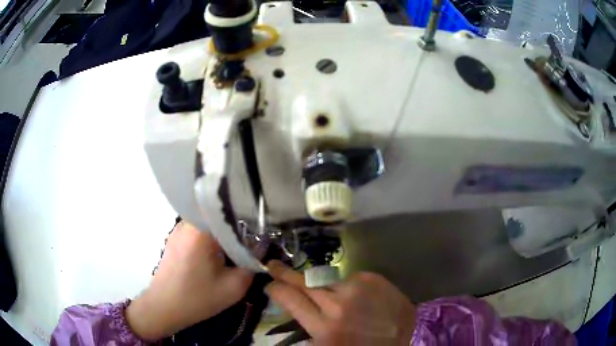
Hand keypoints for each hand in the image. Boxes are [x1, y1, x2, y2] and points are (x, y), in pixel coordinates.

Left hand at [126, 222, 253, 340]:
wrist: (164, 308)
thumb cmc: (197, 298)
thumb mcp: (234, 287)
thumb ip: (252, 265)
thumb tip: (261, 249)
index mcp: (200, 230)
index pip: (228, 206)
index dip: (248, 212)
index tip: (262, 223)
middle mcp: (187, 222)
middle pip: (218, 213)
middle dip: (237, 223)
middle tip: (254, 235)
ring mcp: (179, 229)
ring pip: (208, 222)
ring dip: (223, 231)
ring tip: (239, 243)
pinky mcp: (175, 239)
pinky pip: (199, 230)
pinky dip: (211, 237)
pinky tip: (219, 252)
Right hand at [266, 261, 415, 345]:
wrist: (404, 339)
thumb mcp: (326, 344)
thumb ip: (308, 327)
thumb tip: (292, 306)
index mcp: (325, 327)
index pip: (290, 299)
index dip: (276, 289)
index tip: (269, 284)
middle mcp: (339, 304)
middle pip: (305, 283)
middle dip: (285, 274)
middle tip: (273, 265)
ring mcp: (358, 288)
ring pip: (327, 281)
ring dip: (323, 288)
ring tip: (334, 301)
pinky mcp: (374, 278)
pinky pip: (349, 278)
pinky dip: (346, 287)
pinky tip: (355, 299)